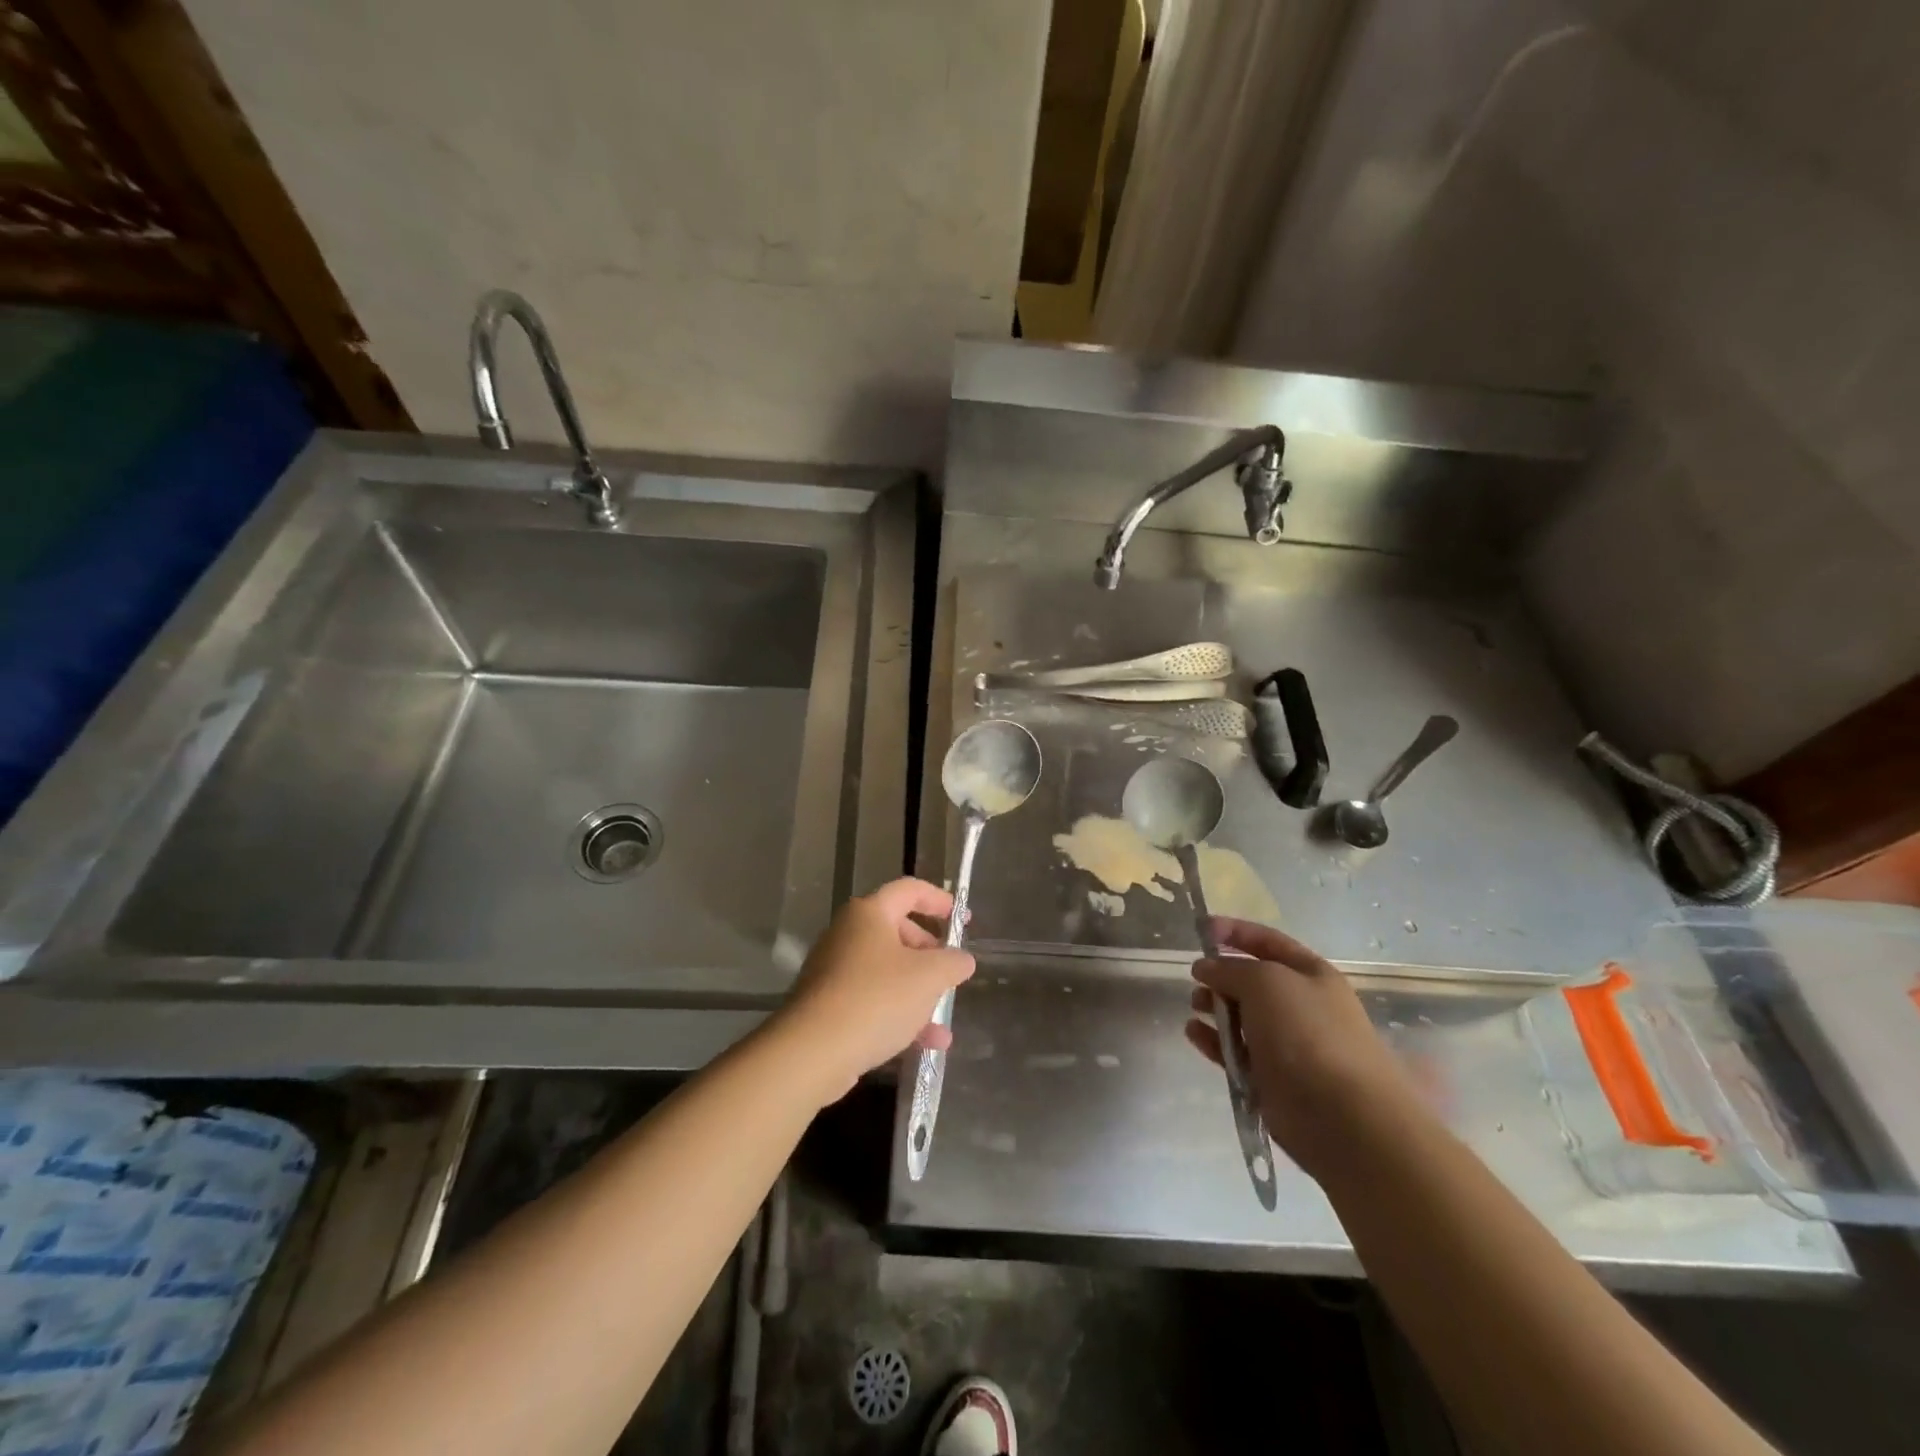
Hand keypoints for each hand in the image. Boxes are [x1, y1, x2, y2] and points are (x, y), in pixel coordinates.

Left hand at [771, 878, 975, 1103]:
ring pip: (887, 972)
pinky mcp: (829, 1006)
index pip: (909, 890)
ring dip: (918, 992)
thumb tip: (963, 959)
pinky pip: (873, 1001)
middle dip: (929, 952)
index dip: (938, 900)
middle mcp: (848, 934)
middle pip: (897, 931)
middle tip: (950, 971)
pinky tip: (928, 1044)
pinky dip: (900, 1015)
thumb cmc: (876, 998)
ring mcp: (835, 971)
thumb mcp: (928, 977)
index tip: (961, 918)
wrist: (813, 1052)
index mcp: (869, 914)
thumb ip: (952, 962)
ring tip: (944, 1018)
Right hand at [1186, 917, 1417, 1178]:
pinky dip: (1213, 1041)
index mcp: (1310, 975)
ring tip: (1195, 1006)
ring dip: (1214, 1007)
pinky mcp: (1271, 1078)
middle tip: (1197, 979)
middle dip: (1221, 975)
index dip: (1235, 931)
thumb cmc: (1307, 1033)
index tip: (1201, 929)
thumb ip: (1230, 968)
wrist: (1343, 1116)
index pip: (1268, 941)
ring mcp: (1287, 1044)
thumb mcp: (1265, 982)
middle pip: (1252, 980)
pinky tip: (1193, 1033)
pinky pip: (1235, 1051)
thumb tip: (1206, 967)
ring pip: (1241, 1016)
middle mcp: (1301, 1006)